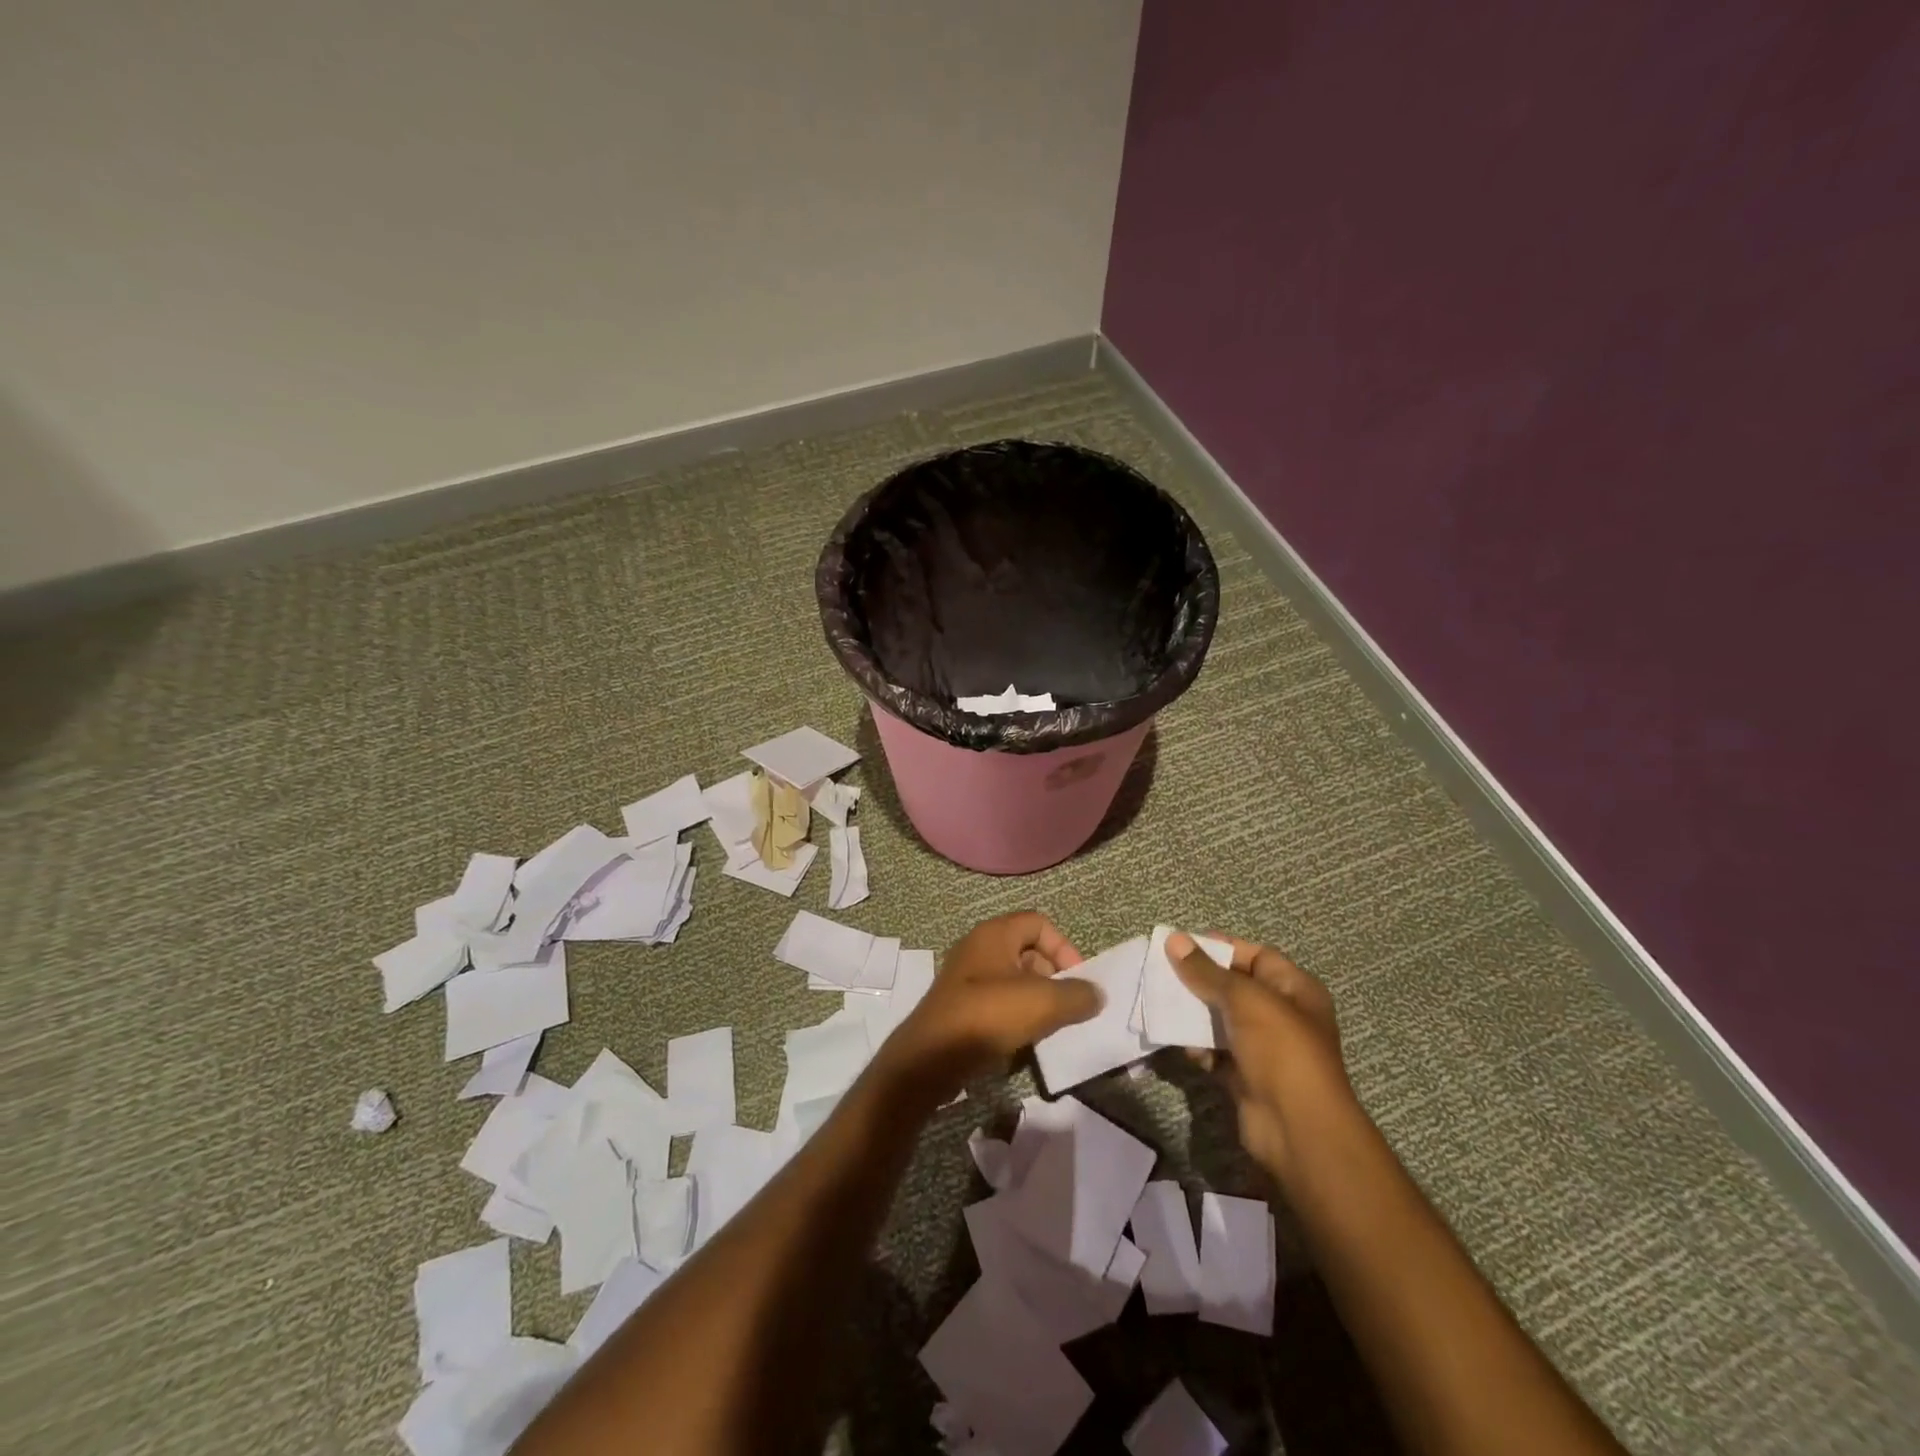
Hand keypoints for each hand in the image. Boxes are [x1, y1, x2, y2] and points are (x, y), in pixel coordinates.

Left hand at [883, 912, 1100, 1092]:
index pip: (1039, 923)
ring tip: (1050, 1026)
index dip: (1064, 947)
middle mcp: (978, 947)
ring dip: (1036, 999)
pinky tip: (1024, 1039)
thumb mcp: (1042, 1003)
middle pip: (1027, 950)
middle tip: (1066, 1006)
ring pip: (1013, 979)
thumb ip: (1077, 995)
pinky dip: (1015, 1014)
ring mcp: (966, 977)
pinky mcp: (959, 1006)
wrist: (930, 1057)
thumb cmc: (987, 1015)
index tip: (1077, 980)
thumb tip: (1096, 994)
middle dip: (1053, 976)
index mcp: (994, 933)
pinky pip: (997, 1001)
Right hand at [1167, 930, 1357, 1189]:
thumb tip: (1174, 938)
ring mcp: (1263, 1047)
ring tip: (1163, 1008)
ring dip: (1193, 1015)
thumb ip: (1206, 971)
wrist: (1297, 1130)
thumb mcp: (1245, 1000)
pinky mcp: (1244, 1075)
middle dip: (1198, 981)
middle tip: (1161, 974)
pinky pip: (1215, 1051)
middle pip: (1233, 987)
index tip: (1180, 945)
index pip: (1254, 955)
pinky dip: (1199, 1047)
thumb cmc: (1280, 1051)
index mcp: (1295, 989)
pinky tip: (1186, 1048)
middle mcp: (1281, 1014)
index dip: (1220, 947)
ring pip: (1219, 1019)